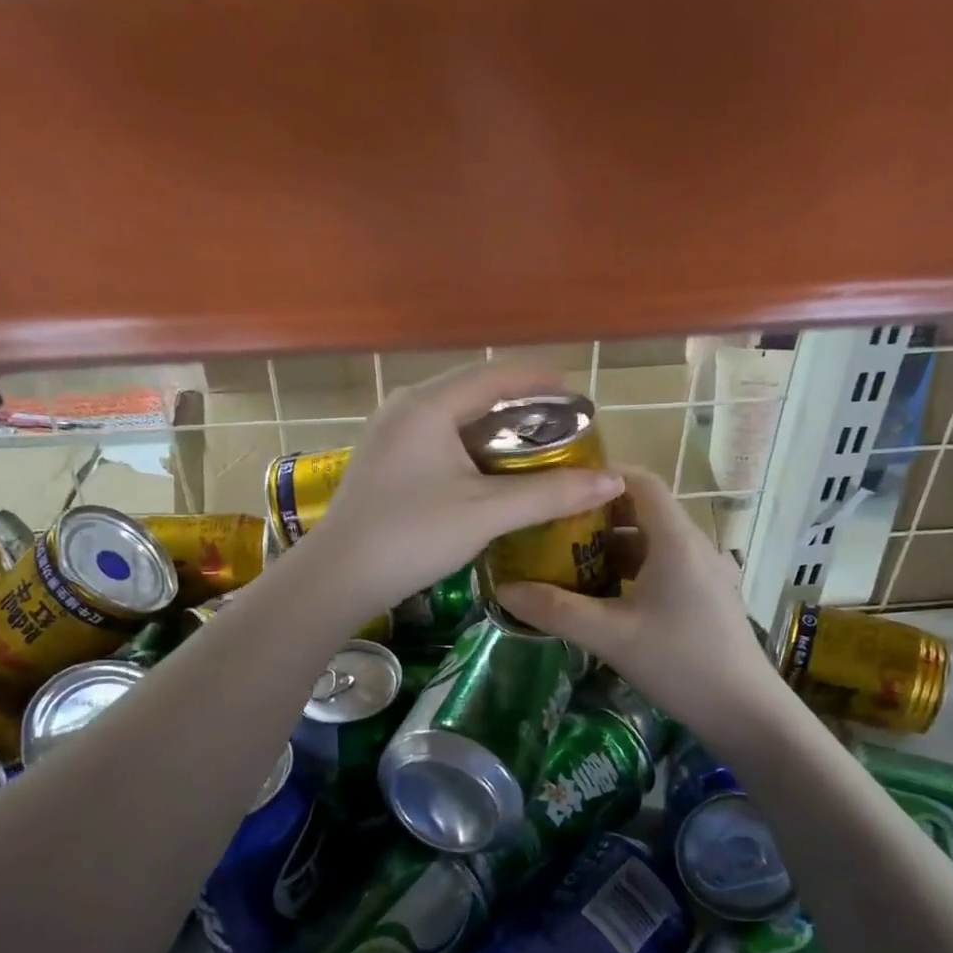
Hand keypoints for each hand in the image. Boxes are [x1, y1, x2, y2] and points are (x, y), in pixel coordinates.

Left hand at [304, 361, 625, 619]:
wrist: (338, 577)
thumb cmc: (412, 536)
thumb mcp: (487, 513)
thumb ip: (550, 493)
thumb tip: (613, 481)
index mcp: (429, 405)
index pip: (498, 375)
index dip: (544, 383)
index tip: (581, 400)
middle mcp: (406, 407)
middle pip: (476, 393)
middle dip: (523, 409)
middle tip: (564, 432)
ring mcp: (390, 433)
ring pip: (456, 418)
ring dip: (497, 431)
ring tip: (536, 451)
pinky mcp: (385, 459)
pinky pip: (438, 439)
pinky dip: (472, 449)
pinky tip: (492, 473)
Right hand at [493, 468, 792, 744]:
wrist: (747, 714)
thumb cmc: (681, 663)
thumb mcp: (610, 636)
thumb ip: (555, 610)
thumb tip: (503, 589)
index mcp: (676, 540)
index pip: (640, 481)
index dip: (601, 476)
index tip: (559, 487)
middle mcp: (694, 546)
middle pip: (642, 512)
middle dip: (595, 518)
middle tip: (551, 530)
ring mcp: (704, 573)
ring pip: (651, 544)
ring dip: (610, 549)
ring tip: (567, 564)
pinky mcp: (706, 598)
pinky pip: (662, 569)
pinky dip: (630, 572)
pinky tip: (603, 598)